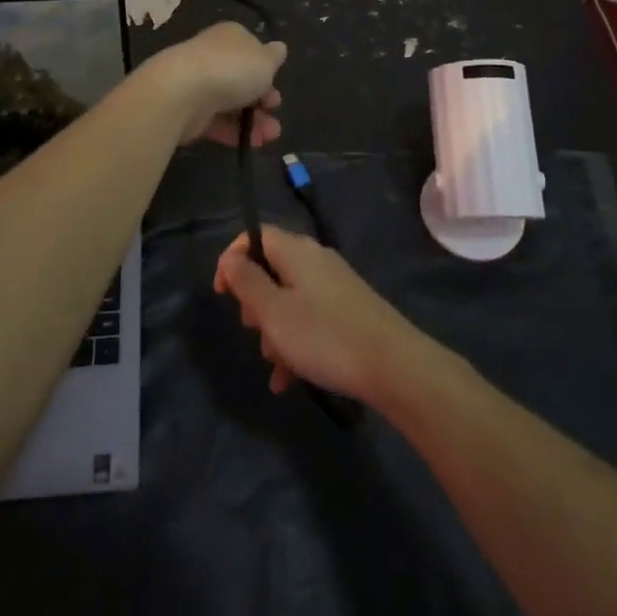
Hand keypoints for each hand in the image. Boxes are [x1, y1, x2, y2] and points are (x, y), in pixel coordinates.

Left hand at [140, 22, 285, 146]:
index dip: (267, 69)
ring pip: (232, 103)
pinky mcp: (189, 111)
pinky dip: (234, 132)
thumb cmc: (232, 69)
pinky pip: (216, 122)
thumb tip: (279, 48)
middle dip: (263, 99)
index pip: (251, 50)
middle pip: (242, 79)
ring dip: (254, 121)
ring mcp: (199, 84)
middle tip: (274, 111)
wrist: (182, 92)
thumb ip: (274, 56)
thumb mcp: (265, 59)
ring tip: (269, 136)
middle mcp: (213, 57)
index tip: (277, 85)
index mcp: (230, 36)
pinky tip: (251, 144)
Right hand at [212, 225, 424, 400]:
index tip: (222, 294)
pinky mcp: (349, 312)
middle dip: (255, 301)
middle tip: (253, 329)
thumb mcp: (273, 311)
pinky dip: (296, 342)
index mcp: (296, 251)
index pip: (256, 236)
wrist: (394, 365)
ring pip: (290, 299)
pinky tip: (288, 379)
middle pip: (272, 268)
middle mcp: (316, 260)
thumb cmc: (324, 335)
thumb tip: (230, 258)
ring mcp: (336, 286)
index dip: (233, 259)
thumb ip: (246, 281)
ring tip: (275, 364)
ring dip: (275, 329)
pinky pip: (311, 319)